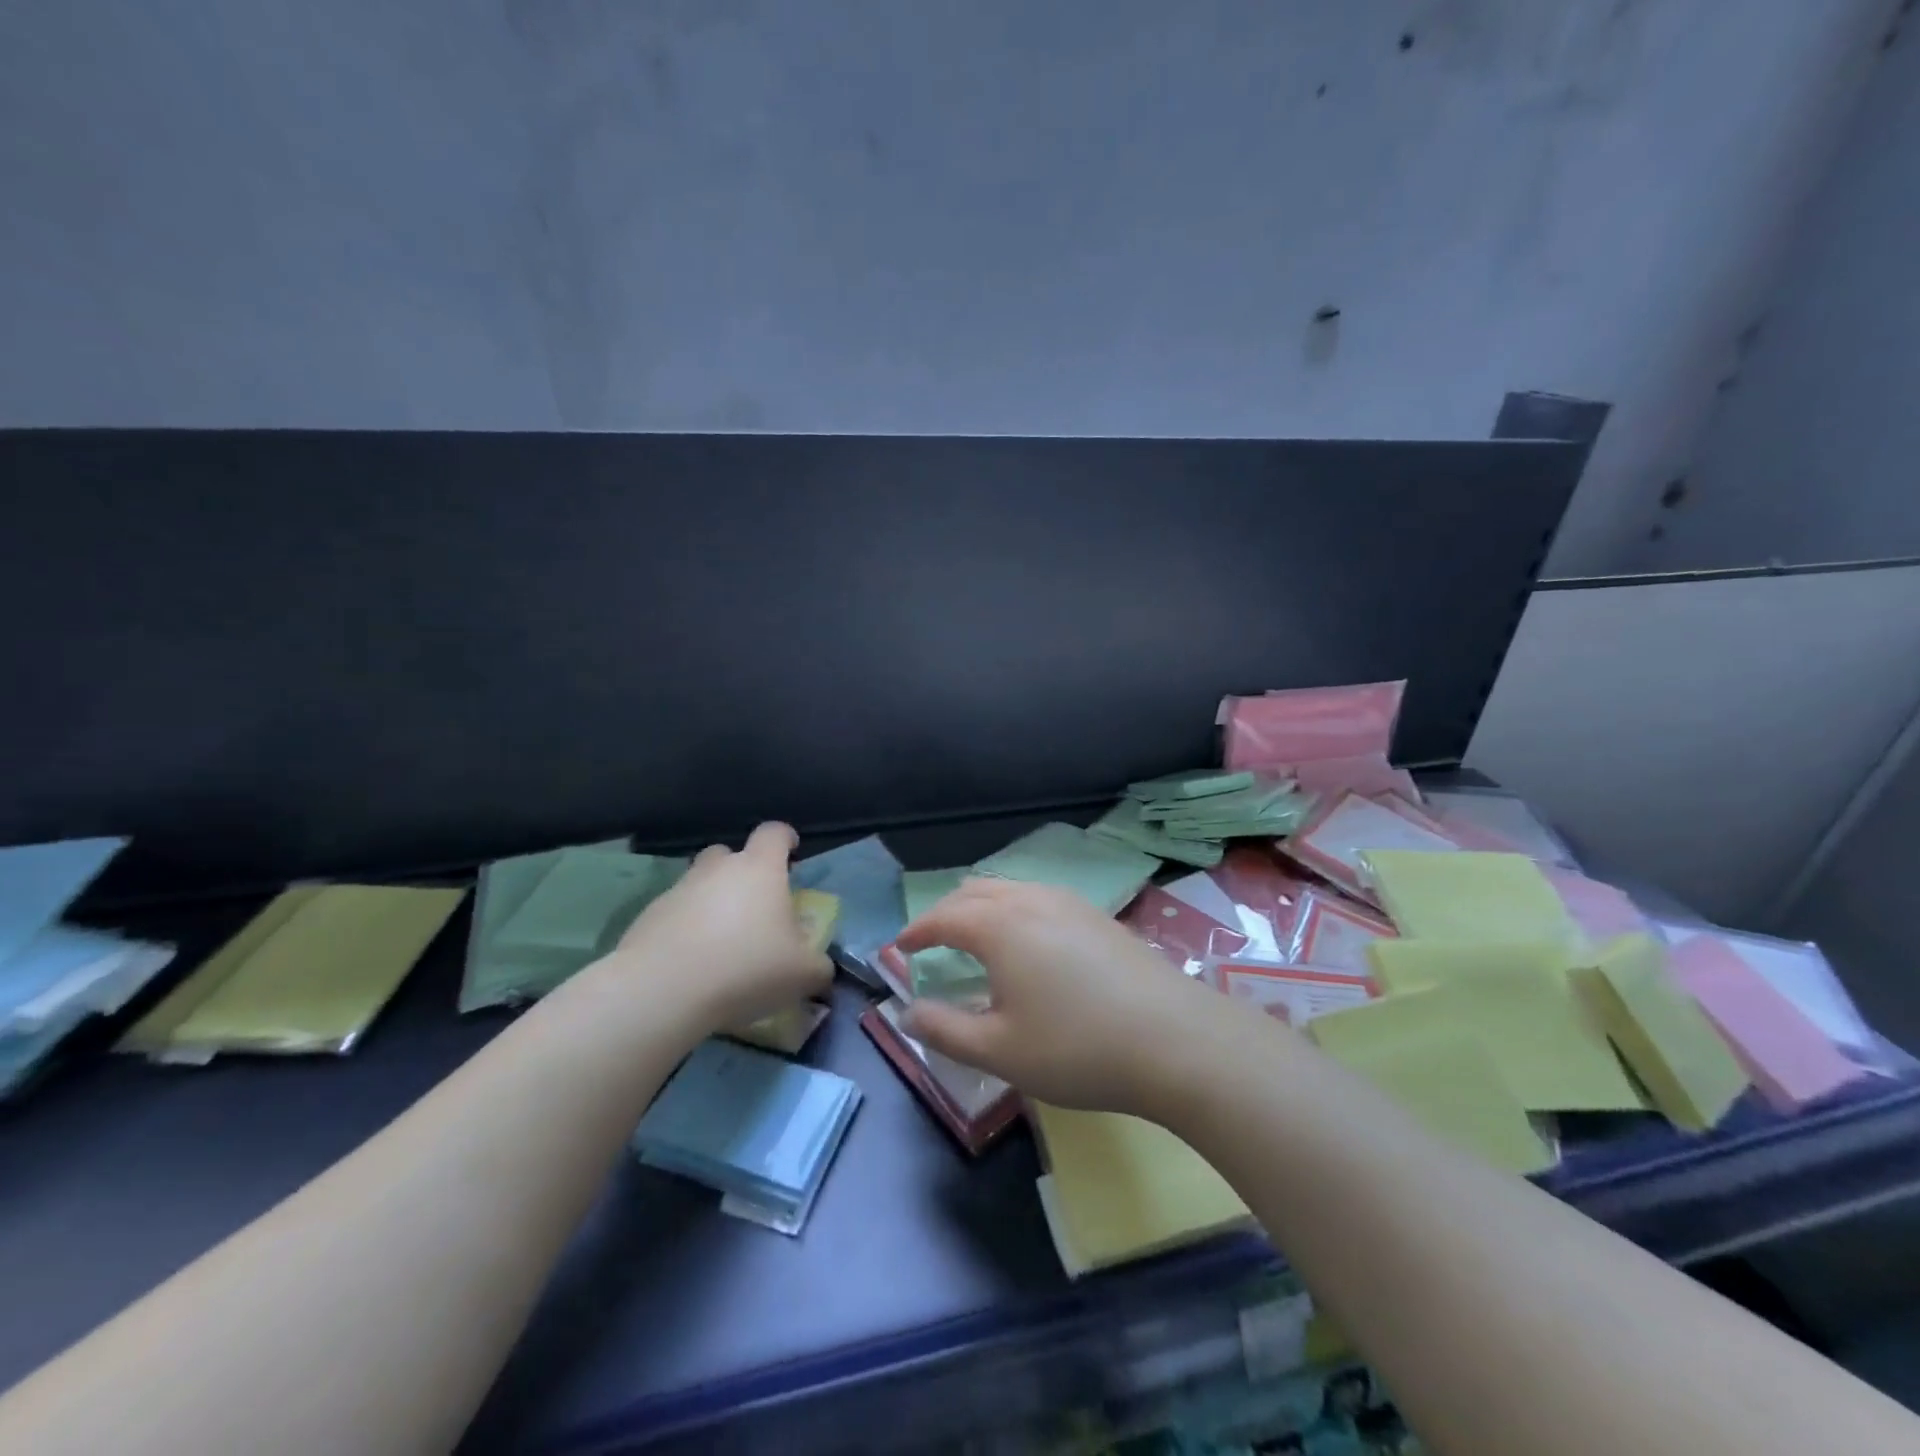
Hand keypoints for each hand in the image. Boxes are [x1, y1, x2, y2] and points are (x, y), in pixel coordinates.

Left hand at [604, 822, 831, 1030]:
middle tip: (753, 903)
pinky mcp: (648, 917)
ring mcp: (678, 890)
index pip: (774, 833)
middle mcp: (718, 869)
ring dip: (711, 901)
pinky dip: (685, 929)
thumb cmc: (746, 967)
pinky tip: (692, 962)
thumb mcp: (802, 974)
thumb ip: (818, 966)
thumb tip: (820, 968)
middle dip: (741, 870)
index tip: (792, 853)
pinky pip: (674, 914)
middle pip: (729, 853)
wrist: (664, 989)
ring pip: (699, 883)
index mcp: (760, 869)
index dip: (785, 839)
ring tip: (721, 940)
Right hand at [898, 878, 1228, 1116]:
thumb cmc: (1078, 1048)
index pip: (943, 916)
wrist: (1177, 1040)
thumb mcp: (1000, 1050)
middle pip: (975, 891)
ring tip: (977, 940)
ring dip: (983, 908)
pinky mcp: (1099, 916)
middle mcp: (1032, 899)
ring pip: (1011, 889)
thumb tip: (909, 1012)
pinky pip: (1040, 898)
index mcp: (1000, 925)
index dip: (916, 931)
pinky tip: (1030, 945)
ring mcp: (1071, 903)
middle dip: (947, 912)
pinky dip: (1016, 911)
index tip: (899, 948)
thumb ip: (945, 1030)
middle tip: (933, 943)